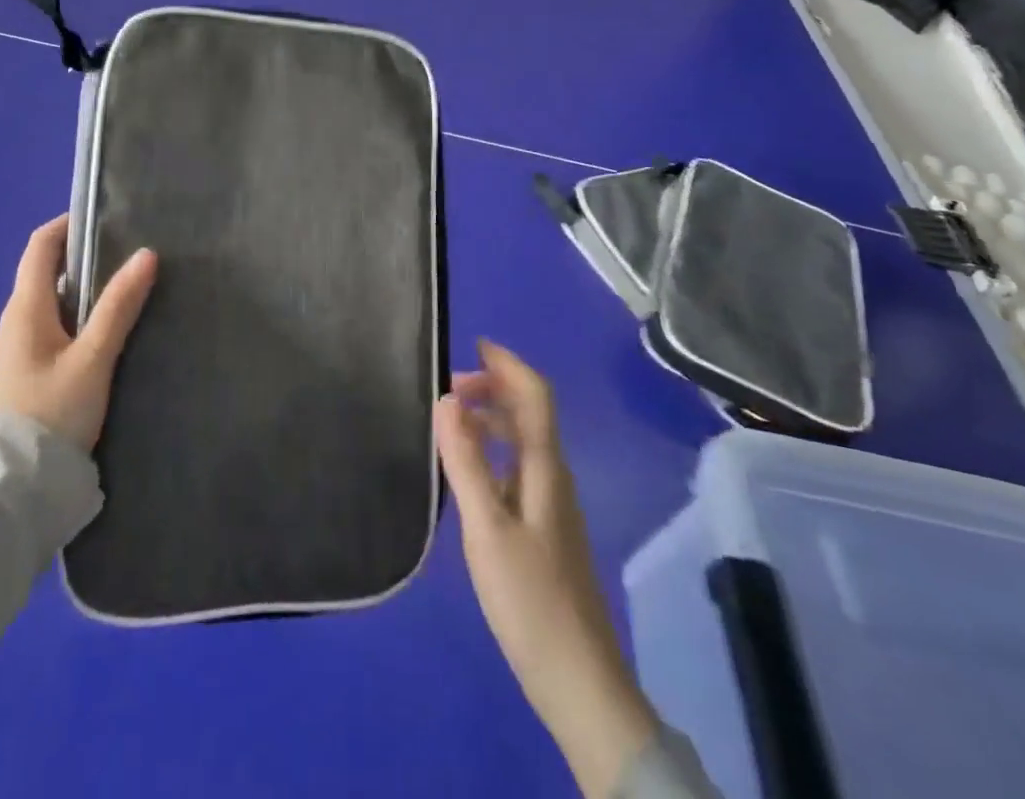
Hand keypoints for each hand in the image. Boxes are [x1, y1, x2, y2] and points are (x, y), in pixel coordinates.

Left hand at [0, 216, 157, 451]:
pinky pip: (55, 328)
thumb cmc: (49, 413)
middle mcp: (17, 320)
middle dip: (86, 256)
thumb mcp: (92, 358)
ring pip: (55, 302)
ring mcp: (19, 348)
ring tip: (129, 287)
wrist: (9, 489)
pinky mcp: (27, 374)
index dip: (69, 225)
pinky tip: (110, 331)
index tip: (108, 218)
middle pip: (48, 271)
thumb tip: (146, 254)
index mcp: (26, 307)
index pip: (40, 245)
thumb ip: (118, 307)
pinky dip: (81, 316)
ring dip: (87, 289)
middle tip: (131, 253)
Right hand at [436, 340, 658, 798]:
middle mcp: (553, 477)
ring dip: (490, 420)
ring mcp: (552, 505)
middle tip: (446, 391)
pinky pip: (517, 469)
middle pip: (528, 414)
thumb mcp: (487, 529)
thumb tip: (447, 399)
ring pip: (522, 442)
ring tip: (449, 424)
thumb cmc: (530, 599)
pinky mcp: (544, 530)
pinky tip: (465, 473)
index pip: (535, 395)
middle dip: (492, 389)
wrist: (578, 680)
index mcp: (544, 468)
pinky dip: (491, 453)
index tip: (474, 344)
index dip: (508, 364)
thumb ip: (466, 462)